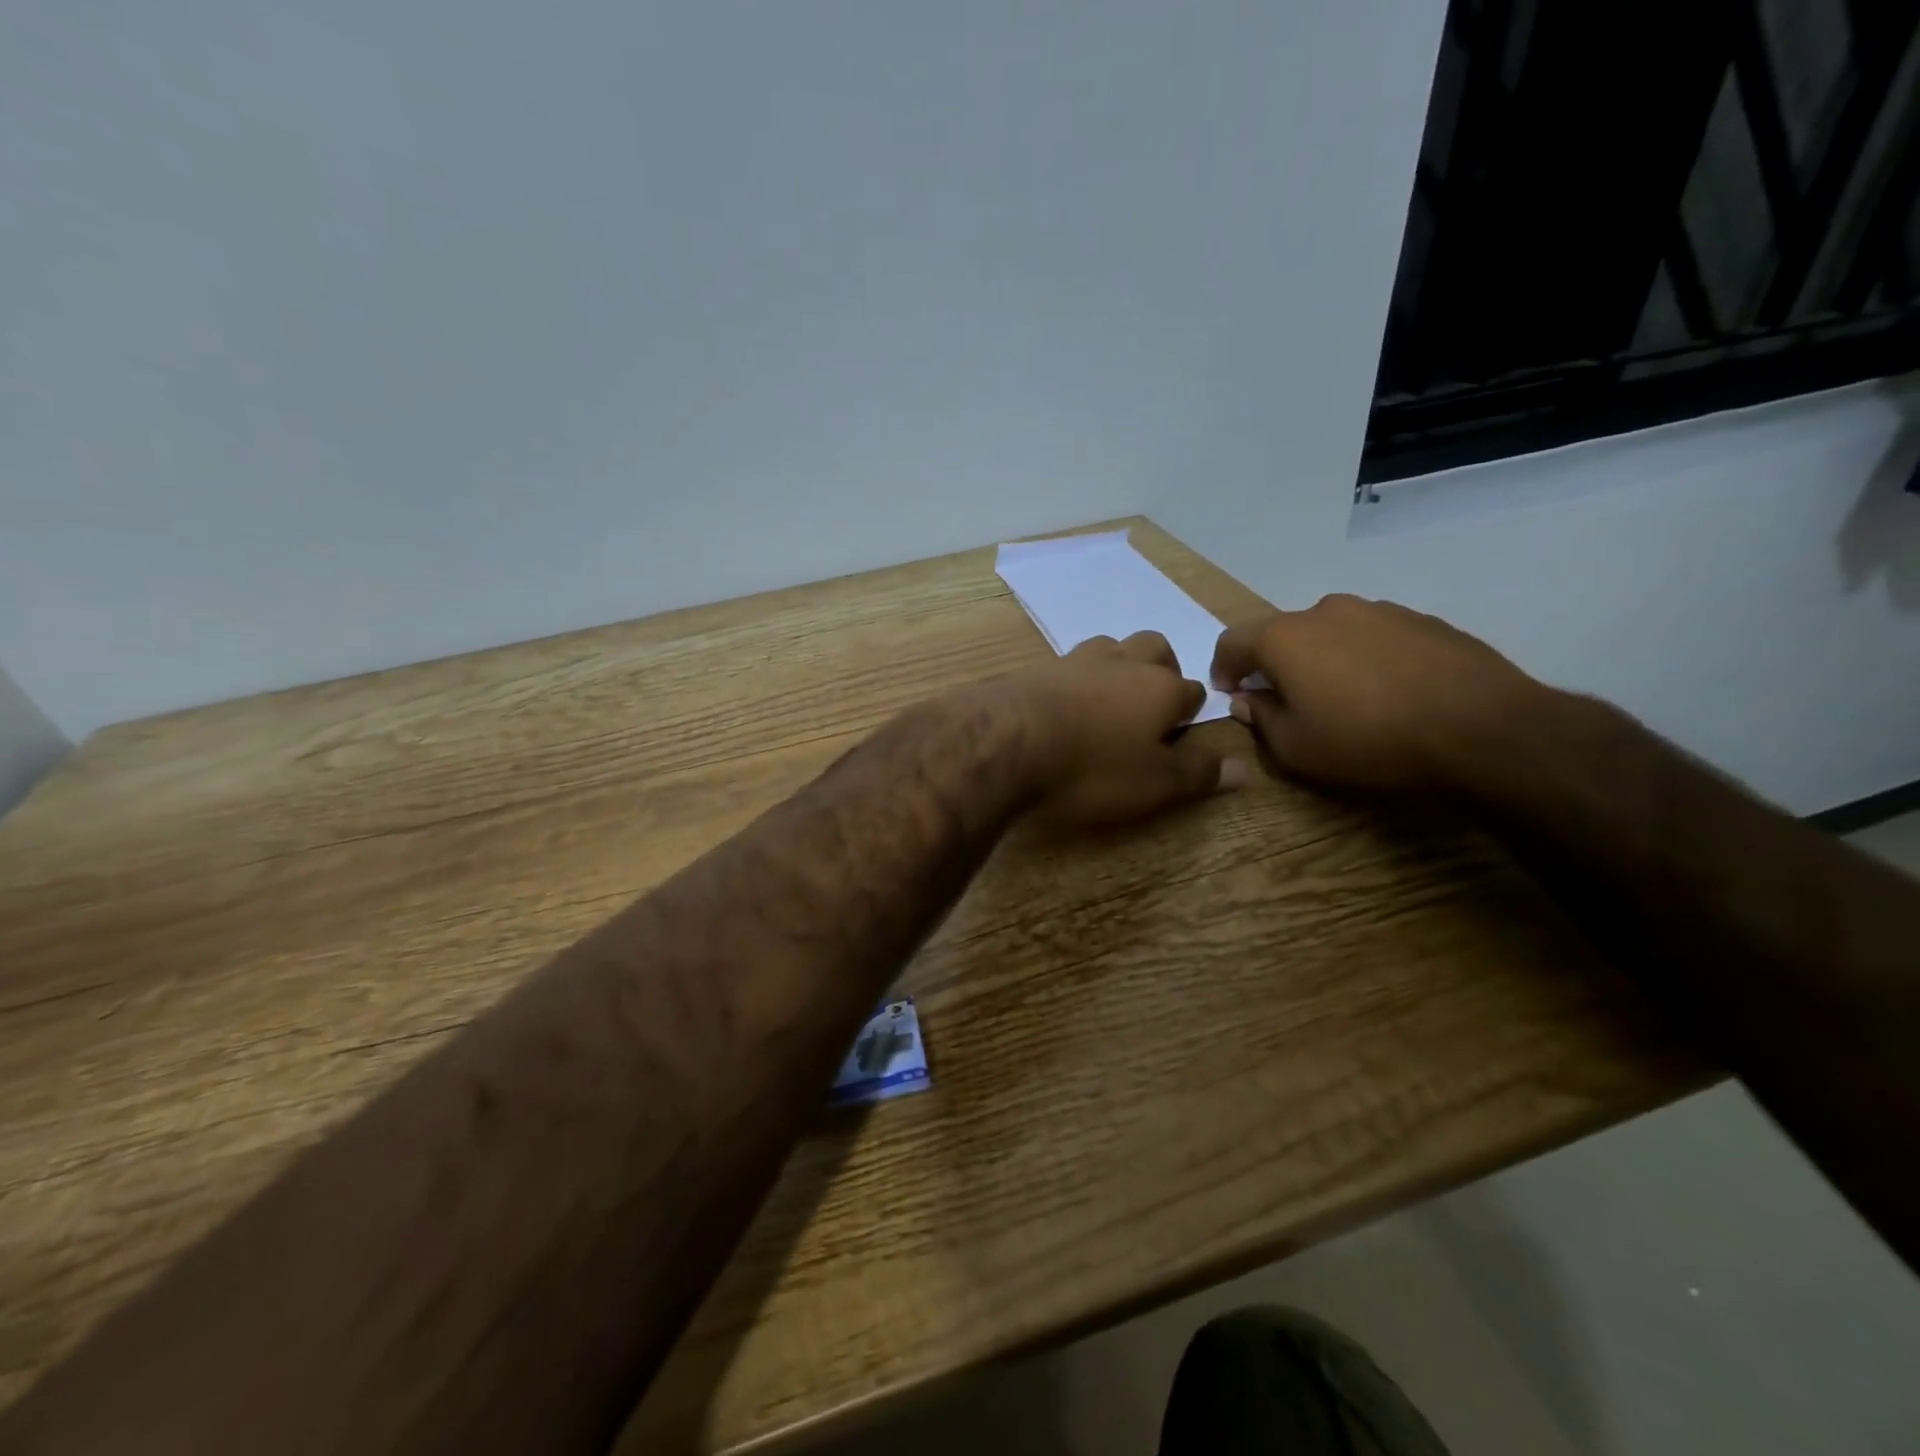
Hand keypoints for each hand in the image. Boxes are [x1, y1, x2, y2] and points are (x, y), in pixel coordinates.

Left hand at [985, 632, 1247, 826]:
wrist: (1006, 740)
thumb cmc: (1091, 767)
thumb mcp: (1153, 784)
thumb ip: (1198, 774)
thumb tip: (1243, 770)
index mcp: (1161, 687)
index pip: (1194, 693)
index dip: (1190, 715)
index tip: (1180, 737)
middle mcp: (1124, 662)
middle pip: (1155, 649)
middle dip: (1162, 671)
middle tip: (1150, 707)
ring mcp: (1077, 660)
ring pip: (1112, 648)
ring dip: (1118, 668)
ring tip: (1108, 702)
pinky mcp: (1038, 667)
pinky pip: (1069, 665)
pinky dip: (1076, 680)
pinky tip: (1063, 705)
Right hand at [1209, 595, 1547, 794]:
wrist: (1482, 730)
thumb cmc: (1369, 741)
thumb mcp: (1296, 748)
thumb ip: (1261, 718)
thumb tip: (1248, 699)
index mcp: (1285, 637)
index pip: (1233, 641)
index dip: (1224, 668)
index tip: (1232, 694)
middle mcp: (1326, 611)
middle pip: (1283, 633)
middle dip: (1275, 664)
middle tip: (1287, 700)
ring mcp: (1379, 610)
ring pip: (1331, 632)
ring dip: (1323, 659)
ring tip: (1344, 698)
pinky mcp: (1423, 620)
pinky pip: (1374, 637)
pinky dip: (1366, 658)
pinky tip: (1388, 692)